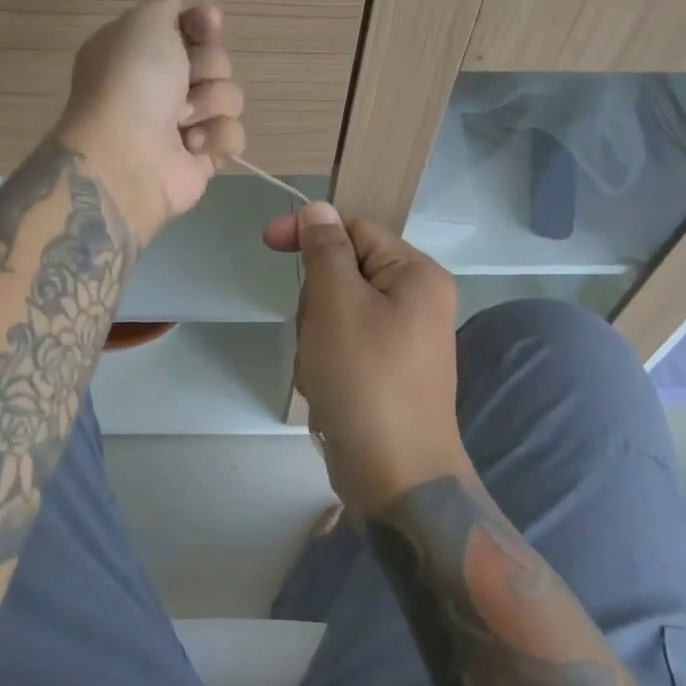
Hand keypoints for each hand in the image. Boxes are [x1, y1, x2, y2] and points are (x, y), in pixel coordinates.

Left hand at [55, 0, 246, 242]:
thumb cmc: (132, 82)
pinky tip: (192, 146)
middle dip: (208, 67)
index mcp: (140, 52)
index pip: (188, 27)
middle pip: (215, 60)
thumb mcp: (143, 23)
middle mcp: (159, 86)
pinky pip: (233, 135)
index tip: (209, 22)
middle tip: (184, 81)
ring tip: (184, 121)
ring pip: (229, 96)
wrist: (127, 158)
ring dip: (212, 103)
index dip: (203, 23)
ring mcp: (182, 124)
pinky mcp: (202, 157)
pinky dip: (217, 138)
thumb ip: (164, 4)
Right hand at [264, 204, 466, 514]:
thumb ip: (325, 248)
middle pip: (345, 271)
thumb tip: (319, 209)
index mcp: (416, 274)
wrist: (396, 475)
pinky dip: (326, 361)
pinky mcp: (389, 372)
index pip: (355, 228)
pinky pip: (345, 345)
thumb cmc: (364, 378)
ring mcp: (405, 340)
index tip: (267, 242)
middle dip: (316, 298)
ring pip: (338, 311)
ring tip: (321, 368)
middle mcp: (418, 301)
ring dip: (316, 334)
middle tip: (315, 333)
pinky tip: (327, 389)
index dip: (310, 231)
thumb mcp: (336, 301)